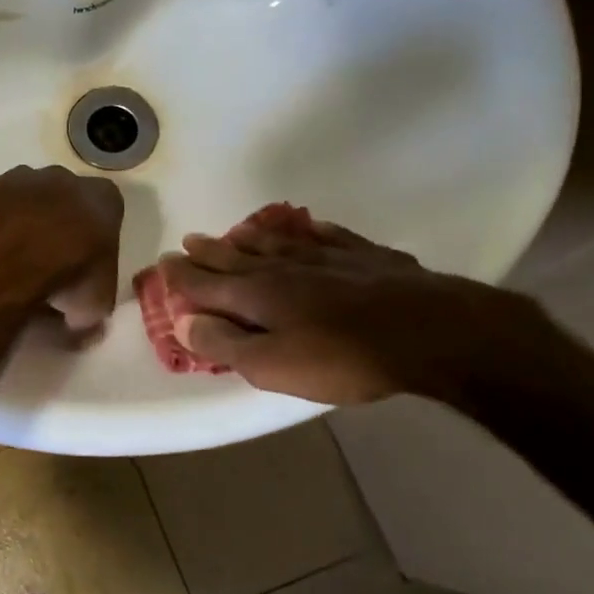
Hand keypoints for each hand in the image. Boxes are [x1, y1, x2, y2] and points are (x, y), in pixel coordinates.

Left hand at [0, 166, 124, 335]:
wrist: (1, 271)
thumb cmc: (63, 282)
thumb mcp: (95, 306)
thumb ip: (95, 301)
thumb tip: (81, 318)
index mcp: (101, 199)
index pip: (109, 210)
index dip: (98, 237)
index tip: (88, 263)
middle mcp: (63, 178)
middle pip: (67, 198)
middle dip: (61, 222)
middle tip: (52, 260)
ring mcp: (19, 180)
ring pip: (29, 198)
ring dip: (26, 220)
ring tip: (16, 258)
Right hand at [157, 220, 531, 404]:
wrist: (430, 331)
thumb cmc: (343, 357)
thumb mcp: (273, 366)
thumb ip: (225, 343)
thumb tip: (183, 321)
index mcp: (257, 294)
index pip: (206, 283)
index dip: (182, 276)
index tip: (163, 264)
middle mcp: (284, 268)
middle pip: (237, 256)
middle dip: (209, 252)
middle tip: (188, 241)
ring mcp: (326, 257)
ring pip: (277, 242)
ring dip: (250, 237)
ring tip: (234, 231)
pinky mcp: (364, 256)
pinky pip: (326, 236)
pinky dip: (308, 231)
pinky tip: (306, 227)